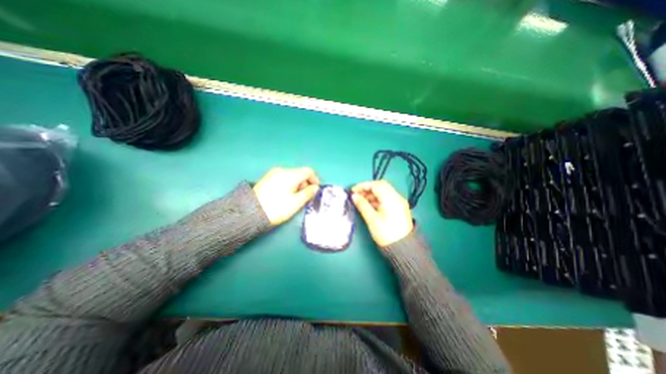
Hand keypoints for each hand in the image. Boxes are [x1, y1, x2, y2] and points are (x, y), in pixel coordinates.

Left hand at [253, 169, 319, 226]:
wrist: (250, 212)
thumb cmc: (277, 208)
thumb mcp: (296, 203)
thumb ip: (308, 193)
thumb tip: (315, 188)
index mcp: (291, 174)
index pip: (308, 171)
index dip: (315, 179)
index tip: (316, 190)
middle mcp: (282, 170)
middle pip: (299, 173)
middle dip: (306, 183)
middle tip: (306, 196)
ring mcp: (273, 173)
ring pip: (291, 175)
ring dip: (297, 184)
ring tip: (295, 197)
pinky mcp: (267, 178)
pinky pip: (283, 178)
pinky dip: (289, 184)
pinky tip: (285, 195)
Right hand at [350, 181, 413, 247]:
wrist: (403, 248)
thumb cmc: (386, 233)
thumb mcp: (372, 219)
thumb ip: (362, 205)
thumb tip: (354, 196)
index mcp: (391, 198)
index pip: (376, 185)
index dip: (363, 186)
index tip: (353, 191)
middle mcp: (397, 197)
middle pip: (381, 186)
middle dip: (368, 188)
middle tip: (357, 194)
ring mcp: (399, 202)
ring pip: (384, 192)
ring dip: (372, 194)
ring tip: (361, 200)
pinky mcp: (399, 208)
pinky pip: (387, 198)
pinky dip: (377, 199)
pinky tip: (370, 205)